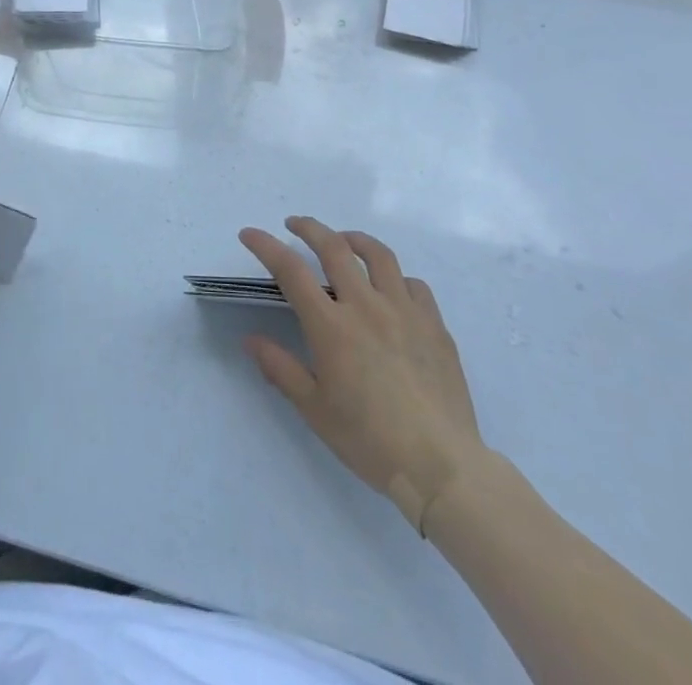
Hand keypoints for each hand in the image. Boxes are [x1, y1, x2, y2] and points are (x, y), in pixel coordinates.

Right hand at [240, 217, 486, 530]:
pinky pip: (413, 284)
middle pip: (334, 247)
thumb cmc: (370, 441)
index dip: (266, 246)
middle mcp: (366, 306)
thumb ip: (281, 368)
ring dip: (354, 239)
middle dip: (309, 228)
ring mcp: (405, 311)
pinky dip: (395, 277)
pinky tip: (390, 289)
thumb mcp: (314, 410)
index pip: (291, 271)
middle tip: (294, 225)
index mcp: (332, 327)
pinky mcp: (434, 325)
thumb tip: (250, 339)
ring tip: (343, 240)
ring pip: (378, 255)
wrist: (441, 467)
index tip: (250, 234)